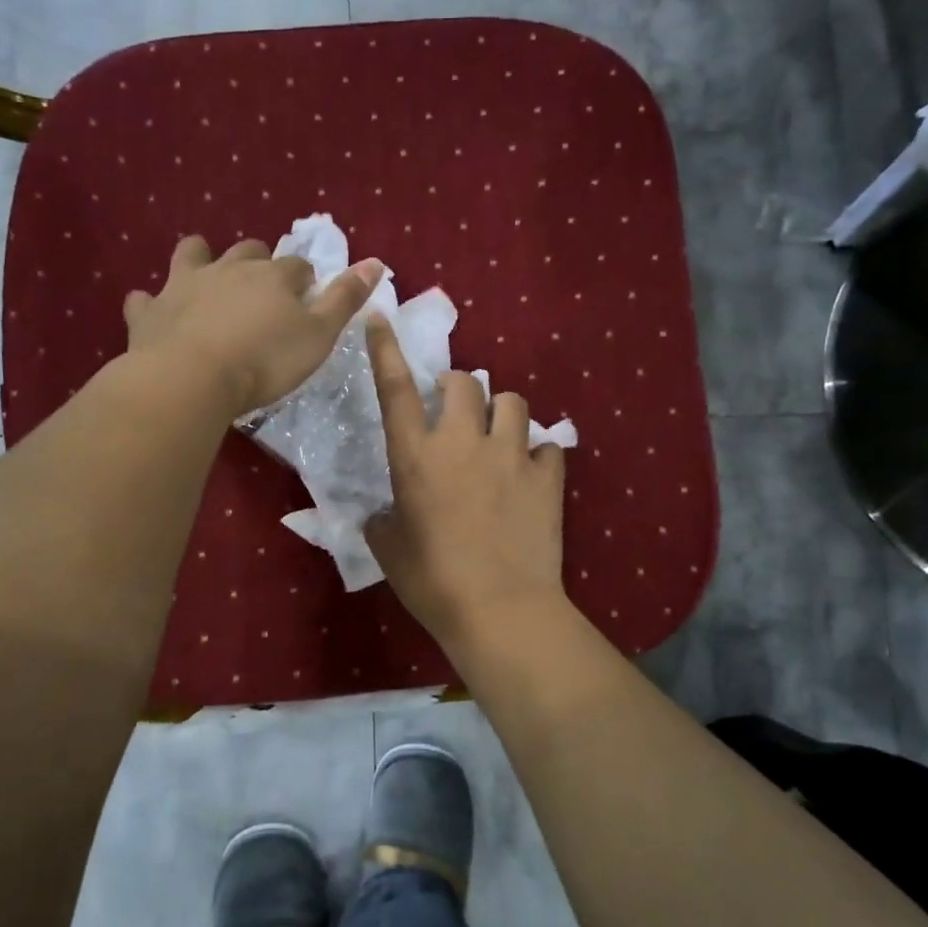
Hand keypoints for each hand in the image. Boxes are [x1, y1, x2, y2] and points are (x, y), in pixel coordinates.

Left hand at [123, 235, 380, 417]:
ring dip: (200, 259)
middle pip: (247, 252)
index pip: (296, 267)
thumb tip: (376, 261)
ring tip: (205, 273)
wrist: (193, 378)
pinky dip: (150, 302)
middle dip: (257, 261)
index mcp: (273, 277)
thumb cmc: (266, 361)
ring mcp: (184, 286)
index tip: (306, 296)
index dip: (304, 279)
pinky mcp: (150, 312)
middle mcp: (228, 270)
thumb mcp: (319, 335)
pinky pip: (144, 299)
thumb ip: (345, 299)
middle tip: (261, 287)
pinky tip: (153, 310)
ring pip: (192, 255)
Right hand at [364, 315, 567, 646]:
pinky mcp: (547, 476)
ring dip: (500, 412)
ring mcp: (510, 455)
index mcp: (415, 457)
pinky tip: (532, 473)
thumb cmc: (433, 582)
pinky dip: (537, 453)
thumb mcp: (390, 551)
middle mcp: (462, 442)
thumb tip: (387, 513)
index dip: (386, 350)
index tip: (381, 317)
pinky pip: (547, 445)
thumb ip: (383, 521)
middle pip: (464, 382)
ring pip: (512, 401)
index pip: (395, 390)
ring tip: (499, 438)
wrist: (499, 609)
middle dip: (457, 388)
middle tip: (455, 413)